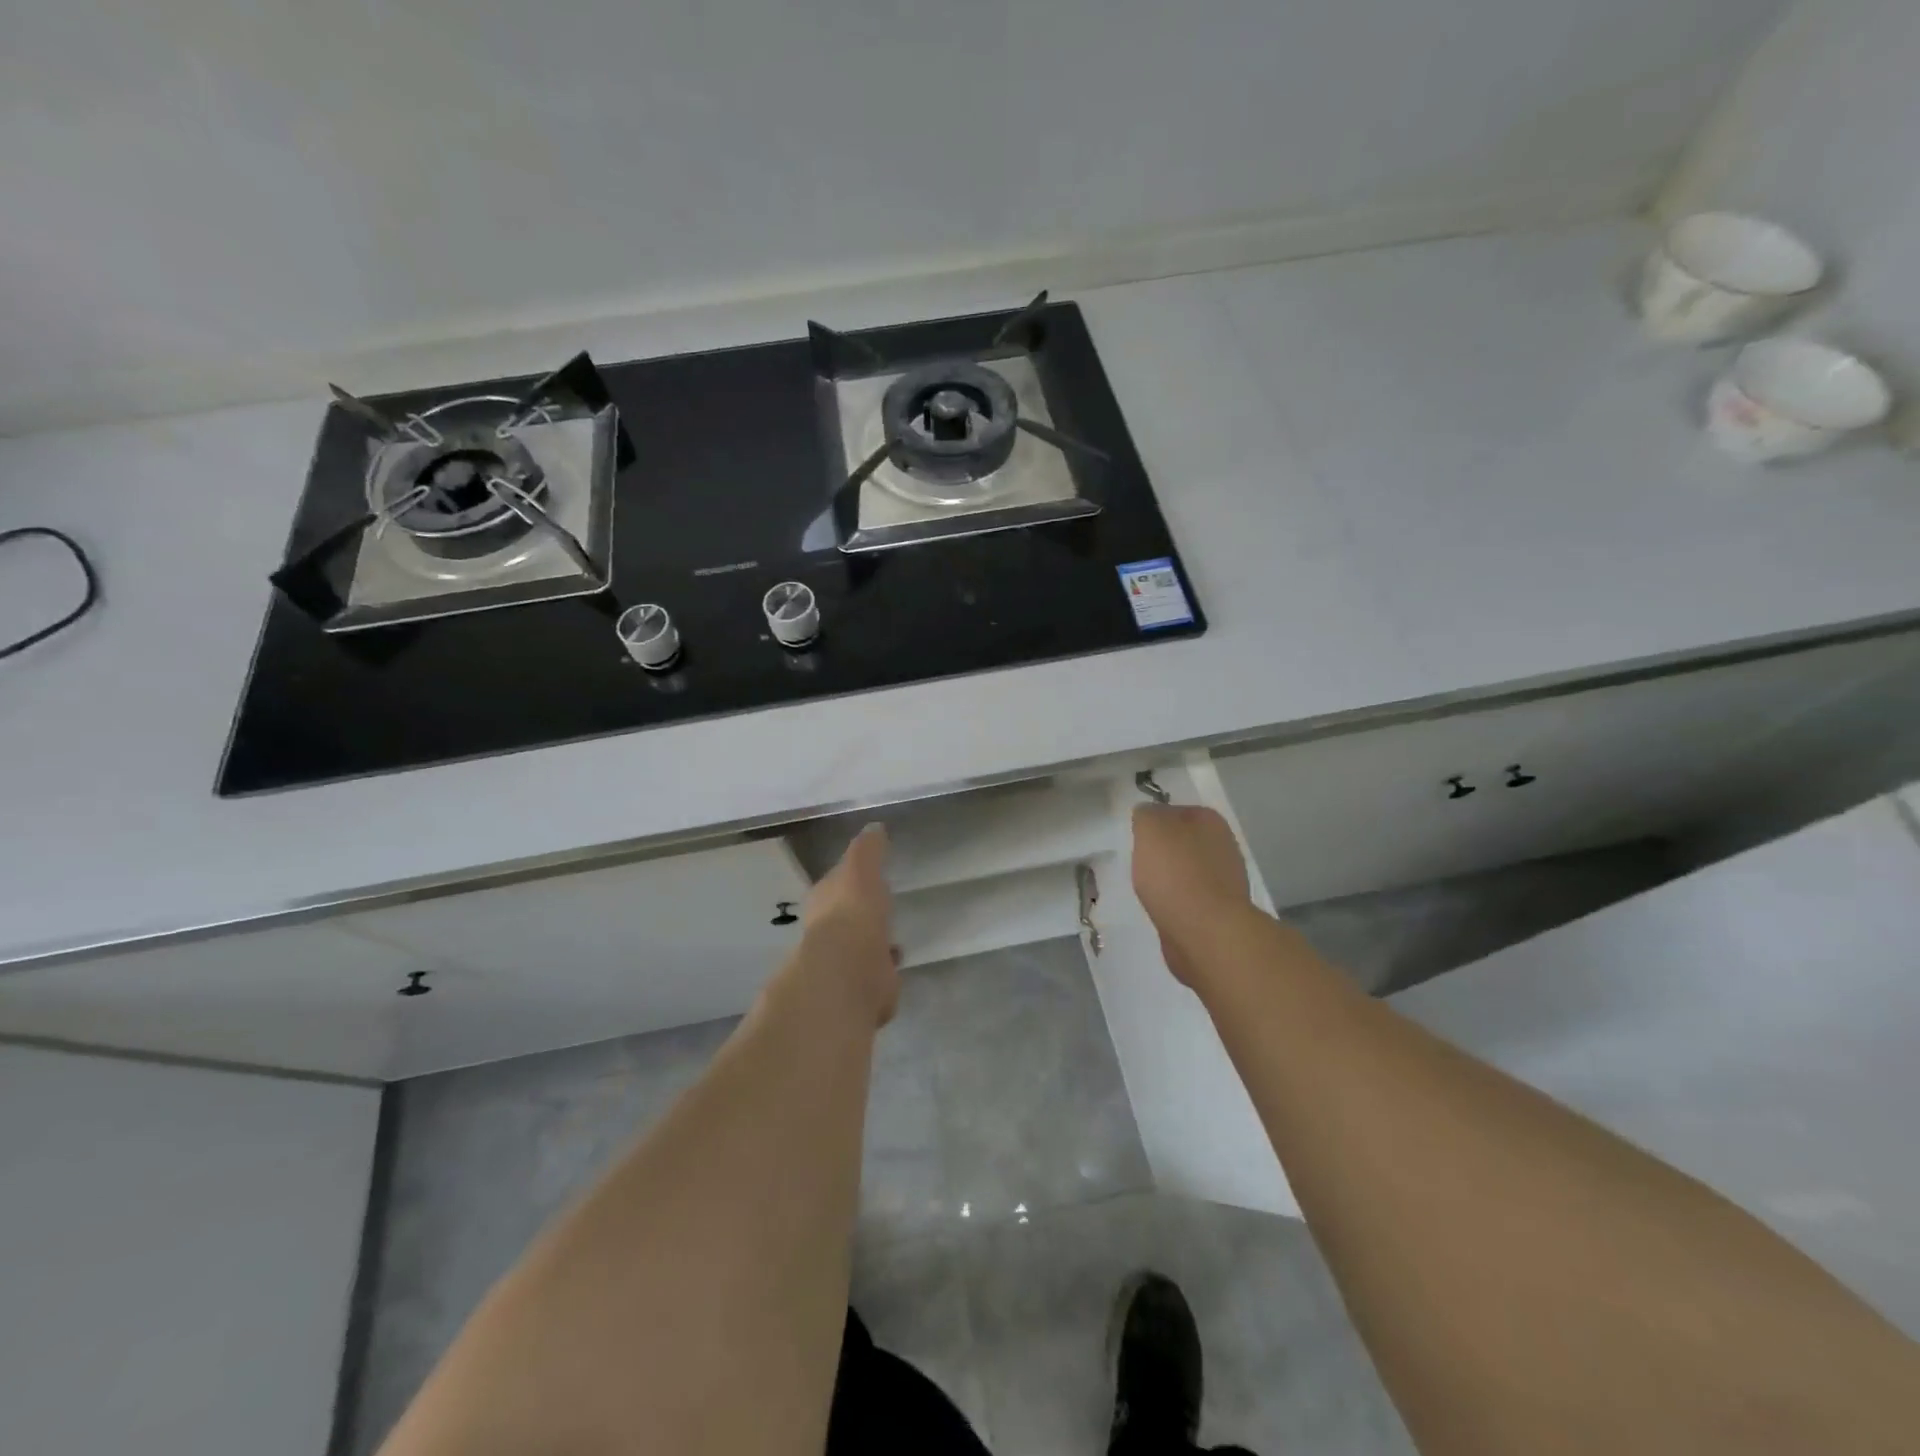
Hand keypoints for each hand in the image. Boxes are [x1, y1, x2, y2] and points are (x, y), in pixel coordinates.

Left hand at [796, 824, 899, 1025]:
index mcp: (825, 900)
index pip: (836, 883)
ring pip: (859, 947)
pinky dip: (883, 968)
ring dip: (871, 942)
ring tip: (892, 935)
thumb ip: (868, 849)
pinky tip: (896, 961)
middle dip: (860, 912)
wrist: (849, 972)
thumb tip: (874, 827)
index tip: (866, 873)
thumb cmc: (853, 913)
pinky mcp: (862, 988)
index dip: (850, 878)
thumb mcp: (861, 869)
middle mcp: (828, 931)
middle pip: (846, 917)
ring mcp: (843, 962)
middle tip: (880, 905)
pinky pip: (874, 974)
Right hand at [1131, 804, 1251, 987]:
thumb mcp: (1150, 828)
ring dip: (1170, 878)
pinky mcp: (1220, 912)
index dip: (1153, 822)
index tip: (1137, 838)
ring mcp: (1226, 880)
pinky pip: (1190, 898)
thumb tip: (1148, 816)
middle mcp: (1224, 845)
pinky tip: (1163, 909)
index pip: (1175, 811)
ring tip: (1149, 890)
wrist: (1204, 932)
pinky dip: (1176, 902)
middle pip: (1183, 842)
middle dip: (1163, 852)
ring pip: (1187, 871)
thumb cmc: (1175, 872)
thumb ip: (1146, 814)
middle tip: (1140, 863)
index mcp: (1210, 820)